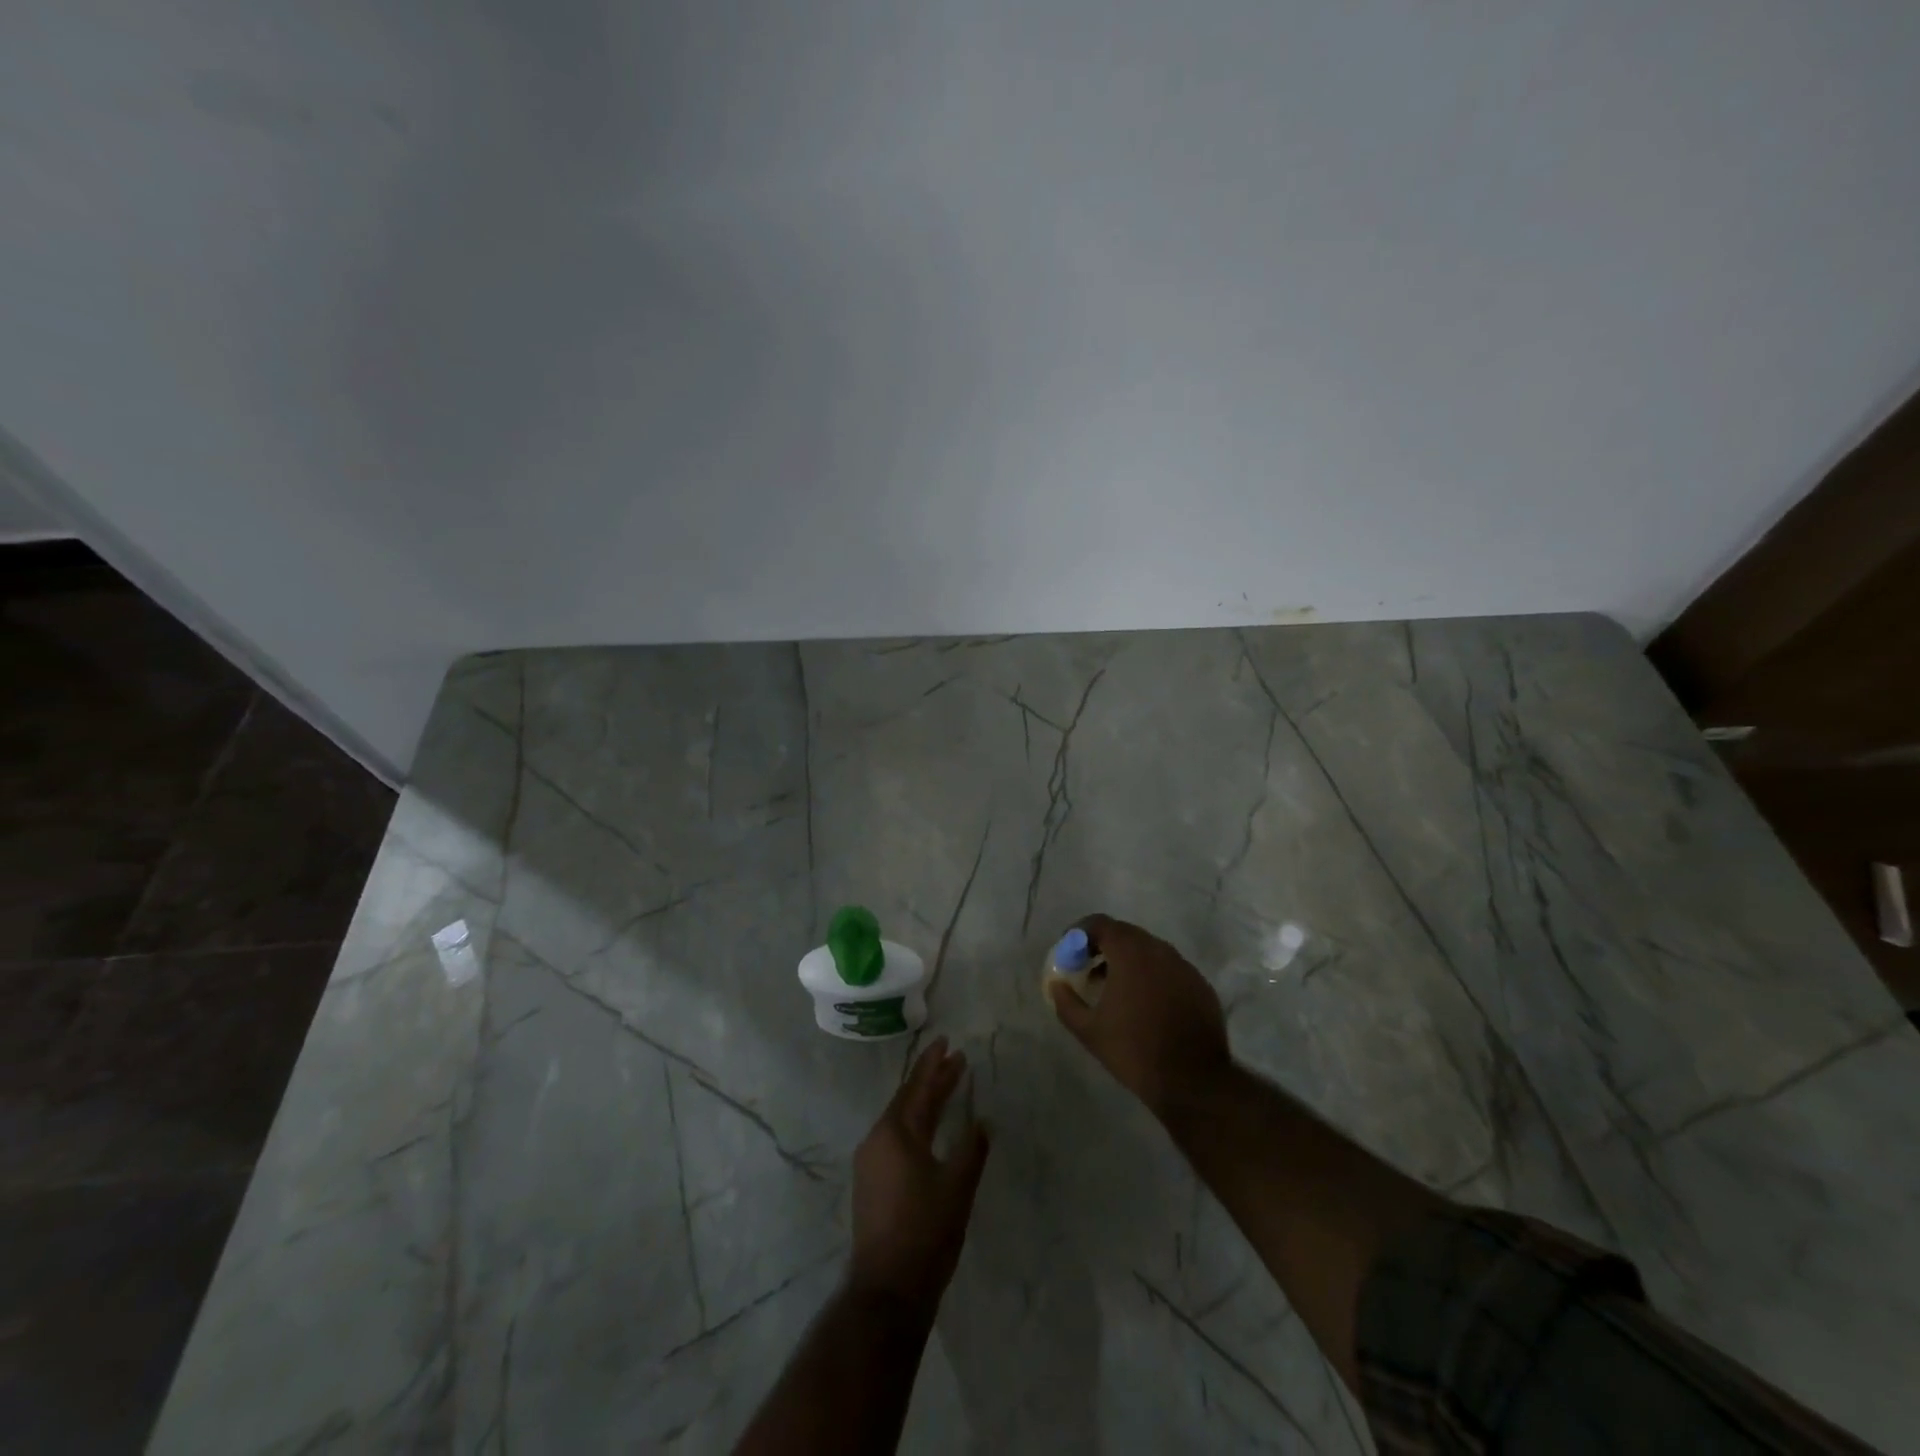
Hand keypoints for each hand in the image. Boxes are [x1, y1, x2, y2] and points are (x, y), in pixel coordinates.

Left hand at [848, 1039, 990, 1312]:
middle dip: (932, 1080)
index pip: (918, 1087)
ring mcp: (870, 1162)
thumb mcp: (957, 1187)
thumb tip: (983, 1122)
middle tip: (955, 1060)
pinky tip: (929, 1130)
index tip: (946, 1042)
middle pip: (909, 1100)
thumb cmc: (926, 1231)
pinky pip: (895, 1138)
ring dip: (925, 1102)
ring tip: (947, 1088)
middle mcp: (878, 1139)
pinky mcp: (870, 1182)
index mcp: (896, 1132)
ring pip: (901, 1119)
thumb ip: (971, 1148)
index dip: (934, 1064)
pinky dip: (916, 1125)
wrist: (888, 1290)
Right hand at [1048, 915, 1231, 1124]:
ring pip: (1149, 951)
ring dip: (1128, 961)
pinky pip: (1169, 969)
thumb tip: (1056, 985)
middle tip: (1088, 969)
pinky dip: (1152, 976)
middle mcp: (1159, 950)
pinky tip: (1146, 1005)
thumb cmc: (1134, 1050)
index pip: (1100, 923)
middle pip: (1125, 934)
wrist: (1194, 1081)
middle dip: (1103, 946)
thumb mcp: (1089, 1030)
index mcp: (1130, 953)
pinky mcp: (1200, 985)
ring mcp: (1184, 966)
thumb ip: (1066, 1002)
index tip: (1069, 951)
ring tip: (1115, 989)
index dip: (1080, 933)